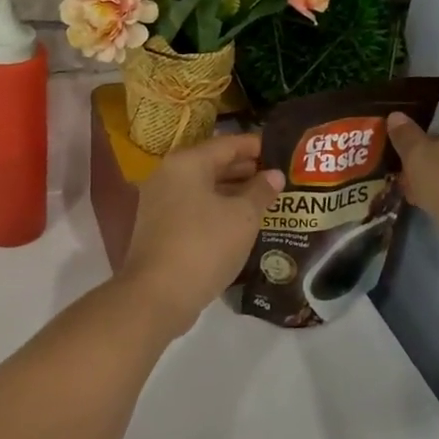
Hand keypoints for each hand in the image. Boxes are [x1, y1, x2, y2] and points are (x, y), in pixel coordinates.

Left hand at [117, 132, 284, 338]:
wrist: (157, 294)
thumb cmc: (204, 245)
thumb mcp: (243, 217)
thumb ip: (260, 192)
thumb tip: (274, 175)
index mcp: (187, 163)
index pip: (227, 144)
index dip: (255, 146)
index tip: (280, 150)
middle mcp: (169, 175)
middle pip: (213, 164)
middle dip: (245, 169)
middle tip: (277, 175)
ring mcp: (160, 202)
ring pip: (204, 188)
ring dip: (233, 192)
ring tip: (265, 198)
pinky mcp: (160, 227)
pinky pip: (195, 208)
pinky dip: (218, 209)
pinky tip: (240, 222)